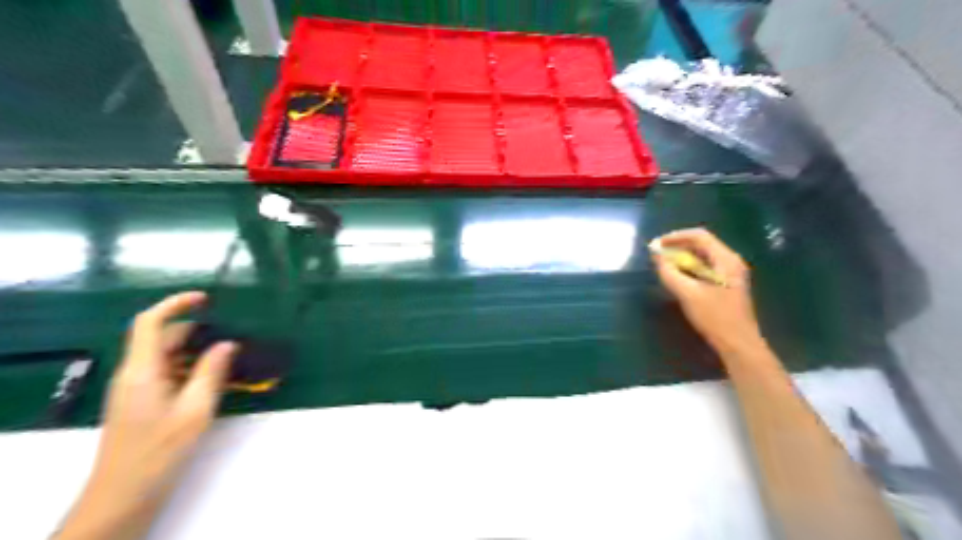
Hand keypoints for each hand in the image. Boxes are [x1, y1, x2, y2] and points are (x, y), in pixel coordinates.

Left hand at [58, 293, 236, 538]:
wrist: (125, 493)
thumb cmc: (160, 449)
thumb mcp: (196, 408)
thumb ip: (212, 371)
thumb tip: (227, 343)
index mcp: (142, 370)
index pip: (149, 323)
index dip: (175, 304)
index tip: (206, 299)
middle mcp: (134, 373)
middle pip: (163, 339)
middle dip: (198, 333)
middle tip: (233, 338)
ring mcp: (136, 388)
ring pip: (168, 357)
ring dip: (198, 354)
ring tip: (232, 361)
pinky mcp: (142, 401)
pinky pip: (168, 374)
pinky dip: (191, 370)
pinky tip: (216, 382)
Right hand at [649, 228, 762, 352]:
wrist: (738, 344)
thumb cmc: (715, 317)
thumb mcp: (688, 294)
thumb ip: (670, 273)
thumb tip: (657, 256)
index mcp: (725, 259)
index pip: (699, 236)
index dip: (676, 237)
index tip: (657, 244)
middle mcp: (730, 262)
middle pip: (702, 245)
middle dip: (678, 247)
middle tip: (658, 255)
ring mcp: (730, 274)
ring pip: (703, 257)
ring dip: (682, 258)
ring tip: (664, 265)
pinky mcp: (726, 285)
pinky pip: (705, 268)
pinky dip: (689, 268)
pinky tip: (678, 277)